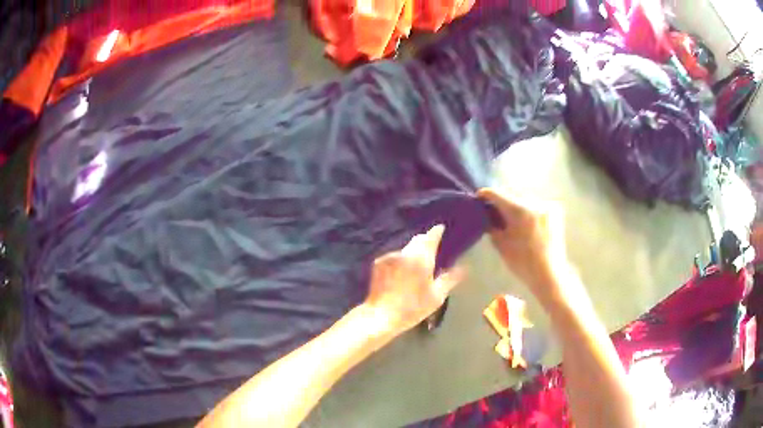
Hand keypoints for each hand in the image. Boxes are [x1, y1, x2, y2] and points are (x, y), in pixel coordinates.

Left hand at [363, 225, 463, 334]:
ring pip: (406, 248)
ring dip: (412, 251)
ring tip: (417, 263)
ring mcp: (390, 256)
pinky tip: (401, 272)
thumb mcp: (437, 296)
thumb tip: (464, 267)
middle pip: (418, 240)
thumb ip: (450, 278)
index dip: (437, 232)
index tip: (441, 228)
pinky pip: (394, 256)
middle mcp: (406, 252)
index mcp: (422, 258)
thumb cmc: (413, 307)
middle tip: (432, 246)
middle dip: (425, 241)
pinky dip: (400, 260)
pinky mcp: (378, 263)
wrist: (382, 314)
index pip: (431, 237)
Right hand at [477, 188, 569, 305]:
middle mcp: (534, 202)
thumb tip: (487, 215)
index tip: (478, 197)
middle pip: (512, 197)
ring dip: (517, 208)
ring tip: (512, 220)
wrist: (548, 274)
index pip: (497, 194)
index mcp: (519, 210)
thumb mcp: (500, 244)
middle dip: (503, 204)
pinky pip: (537, 206)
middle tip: (495, 213)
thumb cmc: (522, 262)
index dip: (485, 195)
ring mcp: (547, 205)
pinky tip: (527, 224)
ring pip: (525, 201)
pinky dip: (529, 212)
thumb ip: (492, 226)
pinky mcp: (555, 211)